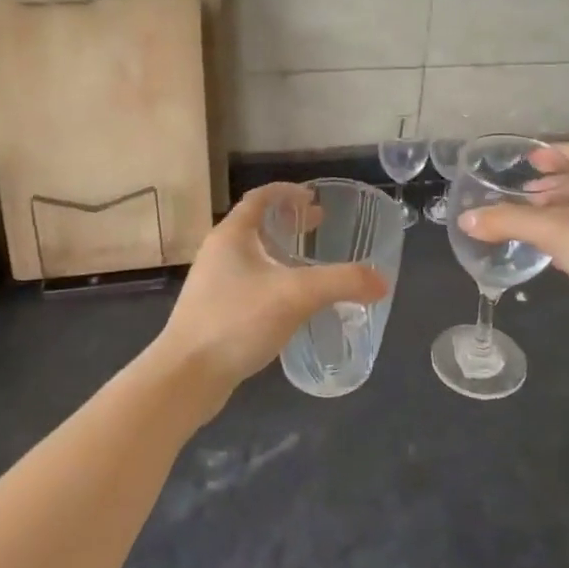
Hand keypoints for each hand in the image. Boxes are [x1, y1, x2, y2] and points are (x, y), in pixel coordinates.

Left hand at [154, 183, 389, 395]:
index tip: (313, 198)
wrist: (186, 375)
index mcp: (232, 235)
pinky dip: (271, 279)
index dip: (287, 192)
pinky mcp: (213, 311)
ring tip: (308, 263)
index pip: (260, 198)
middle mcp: (218, 252)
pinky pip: (247, 282)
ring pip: (251, 255)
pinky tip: (289, 302)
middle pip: (255, 224)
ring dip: (280, 251)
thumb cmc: (237, 320)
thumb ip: (342, 282)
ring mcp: (212, 283)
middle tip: (319, 225)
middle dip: (288, 222)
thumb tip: (382, 281)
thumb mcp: (297, 295)